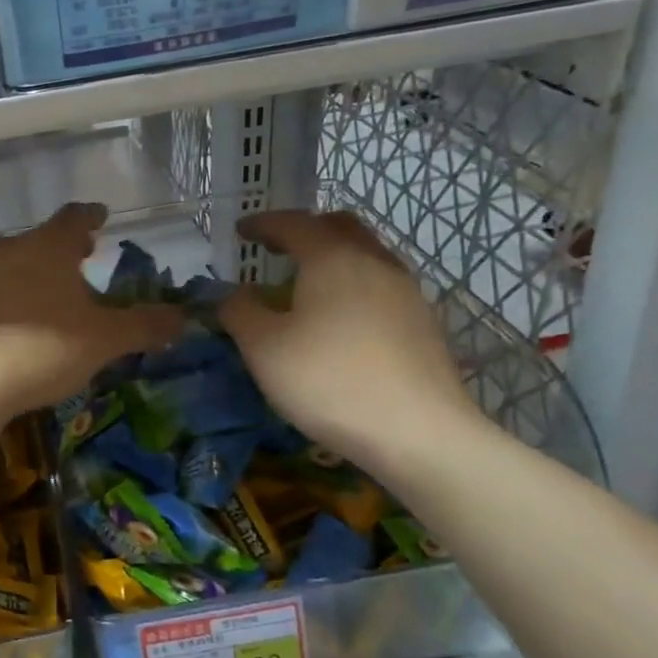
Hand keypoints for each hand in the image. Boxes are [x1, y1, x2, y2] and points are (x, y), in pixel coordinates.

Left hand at [0, 203, 182, 415]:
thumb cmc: (43, 346)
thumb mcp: (104, 339)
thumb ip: (144, 326)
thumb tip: (183, 317)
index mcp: (49, 246)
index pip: (75, 217)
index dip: (92, 216)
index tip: (102, 216)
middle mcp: (11, 251)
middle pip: (42, 239)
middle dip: (65, 247)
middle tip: (85, 255)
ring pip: (15, 264)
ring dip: (37, 272)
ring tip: (55, 292)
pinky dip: (12, 298)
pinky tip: (19, 324)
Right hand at [218, 211, 479, 474]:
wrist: (418, 433)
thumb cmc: (329, 381)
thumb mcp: (263, 348)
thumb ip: (240, 311)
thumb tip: (234, 294)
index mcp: (332, 259)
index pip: (293, 223)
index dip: (263, 224)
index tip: (241, 231)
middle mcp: (374, 263)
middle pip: (340, 227)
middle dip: (305, 230)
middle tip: (277, 249)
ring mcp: (406, 292)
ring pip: (366, 254)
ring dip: (334, 256)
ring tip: (307, 284)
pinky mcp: (423, 323)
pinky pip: (381, 285)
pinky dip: (354, 284)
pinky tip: (341, 318)